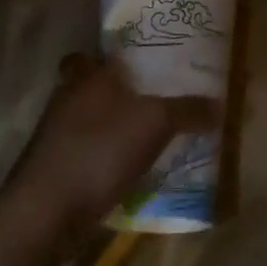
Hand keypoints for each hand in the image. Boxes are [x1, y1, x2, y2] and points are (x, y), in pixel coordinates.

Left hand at [4, 54, 214, 237]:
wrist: (47, 211)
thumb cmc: (100, 149)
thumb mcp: (155, 123)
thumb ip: (187, 110)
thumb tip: (219, 104)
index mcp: (87, 77)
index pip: (90, 54)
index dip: (108, 57)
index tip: (135, 62)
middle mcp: (67, 100)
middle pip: (88, 87)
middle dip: (114, 94)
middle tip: (148, 99)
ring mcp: (56, 138)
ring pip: (86, 122)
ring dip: (110, 129)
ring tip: (147, 137)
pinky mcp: (54, 171)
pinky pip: (85, 155)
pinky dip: (103, 160)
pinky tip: (129, 171)